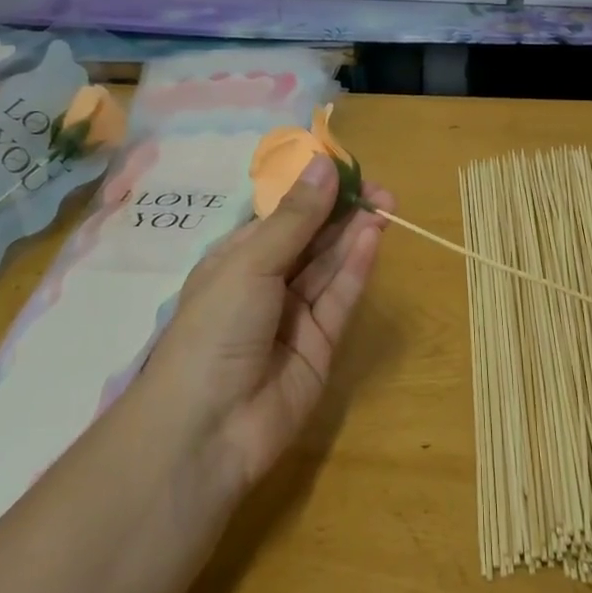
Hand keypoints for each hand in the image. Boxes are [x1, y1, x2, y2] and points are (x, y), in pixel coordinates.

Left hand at [141, 155, 392, 491]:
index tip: (347, 168)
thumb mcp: (251, 263)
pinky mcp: (321, 344)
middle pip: (311, 238)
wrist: (207, 429)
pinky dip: (357, 268)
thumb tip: (324, 163)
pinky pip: (340, 298)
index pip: (281, 215)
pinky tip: (373, 237)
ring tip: (384, 205)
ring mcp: (295, 315)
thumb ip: (295, 218)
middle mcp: (267, 282)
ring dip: (354, 235)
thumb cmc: (215, 329)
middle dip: (342, 211)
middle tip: (379, 189)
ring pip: (330, 266)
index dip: (313, 191)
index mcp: (237, 258)